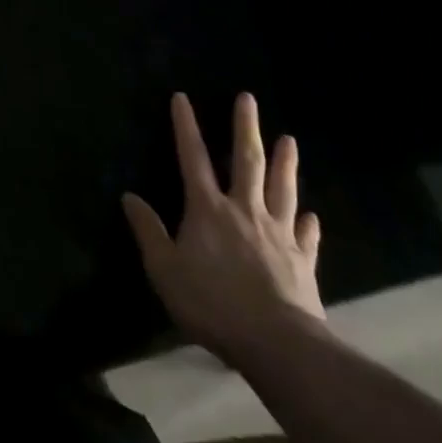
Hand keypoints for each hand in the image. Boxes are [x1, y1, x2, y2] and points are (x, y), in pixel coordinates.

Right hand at [122, 92, 324, 368]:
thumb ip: (148, 231)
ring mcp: (278, 235)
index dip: (186, 126)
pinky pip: (306, 237)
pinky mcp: (303, 263)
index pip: (192, 157)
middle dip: (245, 128)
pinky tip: (312, 215)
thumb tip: (129, 197)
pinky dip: (308, 224)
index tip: (182, 97)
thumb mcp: (164, 269)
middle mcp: (244, 211)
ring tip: (290, 140)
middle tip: (248, 98)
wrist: (279, 345)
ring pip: (282, 189)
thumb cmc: (213, 303)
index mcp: (207, 209)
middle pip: (246, 161)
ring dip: (285, 163)